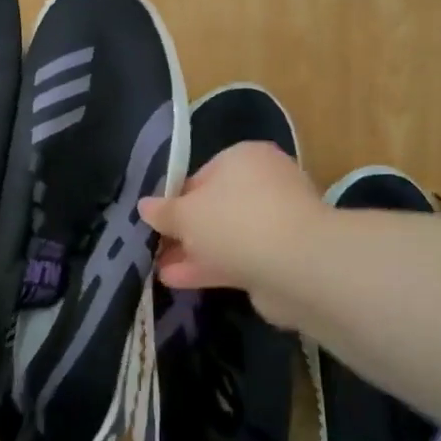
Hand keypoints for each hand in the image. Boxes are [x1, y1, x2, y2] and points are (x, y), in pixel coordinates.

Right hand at [139, 142, 320, 326]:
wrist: (297, 266)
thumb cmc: (234, 221)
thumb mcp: (186, 214)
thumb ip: (163, 212)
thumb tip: (143, 207)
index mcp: (244, 159)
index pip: (202, 174)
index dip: (176, 198)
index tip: (157, 220)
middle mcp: (264, 184)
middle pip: (215, 207)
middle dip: (185, 230)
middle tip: (156, 247)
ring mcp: (277, 222)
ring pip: (226, 236)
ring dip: (194, 252)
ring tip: (159, 269)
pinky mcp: (282, 257)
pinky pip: (238, 259)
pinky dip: (210, 267)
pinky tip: (178, 281)